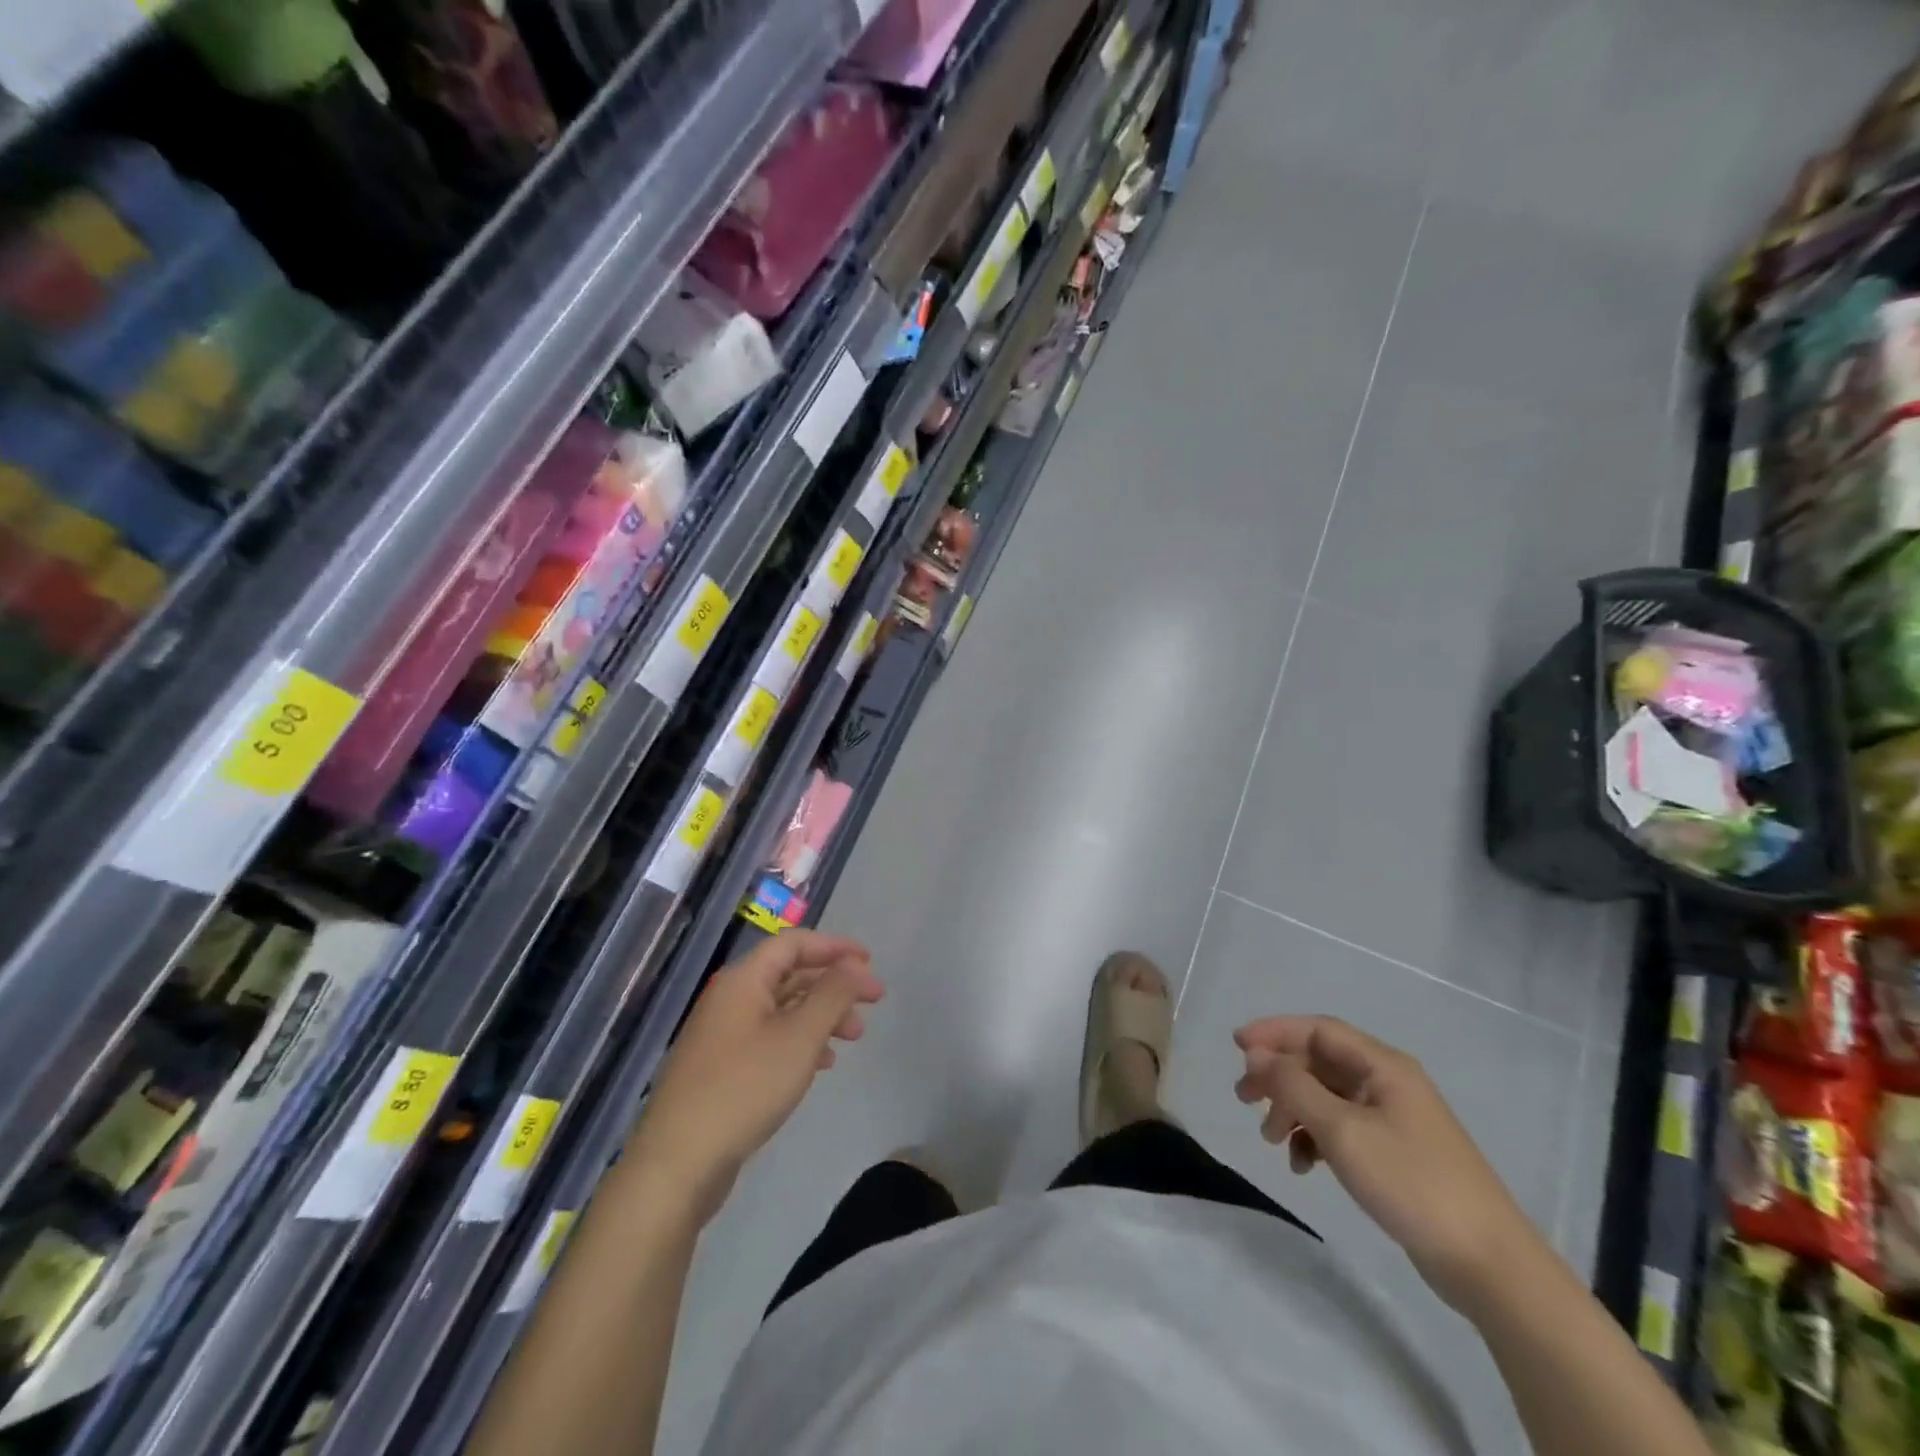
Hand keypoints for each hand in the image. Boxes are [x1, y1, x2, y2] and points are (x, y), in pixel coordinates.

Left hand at [634, 930, 881, 1216]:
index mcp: (743, 980)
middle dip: (834, 984)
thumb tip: (854, 964)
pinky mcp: (721, 1068)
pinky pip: (770, 1037)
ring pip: (783, 1008)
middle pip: (790, 974)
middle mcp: (730, 998)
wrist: (677, 1164)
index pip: (794, 943)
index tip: (870, 962)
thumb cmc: (744, 1088)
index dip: (834, 947)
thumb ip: (832, 994)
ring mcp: (722, 1034)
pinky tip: (823, 1063)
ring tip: (855, 1036)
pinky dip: (801, 1041)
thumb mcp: (800, 1037)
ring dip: (822, 1015)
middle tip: (873, 1001)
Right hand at [1233, 1015, 1540, 1313]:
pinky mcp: (1395, 1153)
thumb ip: (1294, 1087)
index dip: (1274, 1032)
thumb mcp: (1342, 1130)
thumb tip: (1257, 1056)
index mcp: (1383, 1066)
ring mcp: (1394, 1119)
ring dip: (1293, 1110)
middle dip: (1278, 1076)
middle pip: (1319, 1062)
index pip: (1318, 1029)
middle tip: (1243, 1098)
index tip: (1235, 1046)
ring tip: (1271, 1141)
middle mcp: (1388, 1083)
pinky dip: (1315, 1138)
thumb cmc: (1411, 1182)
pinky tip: (1303, 1165)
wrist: (1488, 1264)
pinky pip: (1342, 1129)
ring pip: (1326, 1097)